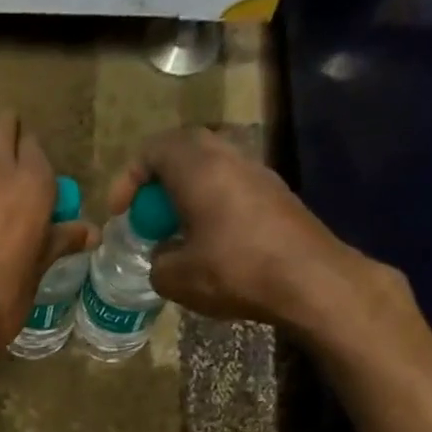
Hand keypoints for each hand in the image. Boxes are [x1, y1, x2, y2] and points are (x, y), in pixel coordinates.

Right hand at [107, 127, 407, 347]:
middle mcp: (229, 159)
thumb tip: (163, 256)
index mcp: (198, 169)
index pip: (154, 150)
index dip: (129, 178)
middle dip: (158, 180)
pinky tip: (206, 243)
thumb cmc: (234, 271)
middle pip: (185, 151)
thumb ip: (156, 261)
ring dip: (186, 193)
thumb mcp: (174, 278)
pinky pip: (231, 187)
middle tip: (146, 214)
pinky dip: (210, 205)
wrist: (310, 281)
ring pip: (211, 168)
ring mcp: (258, 174)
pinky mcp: (276, 196)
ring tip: (174, 231)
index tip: (121, 213)